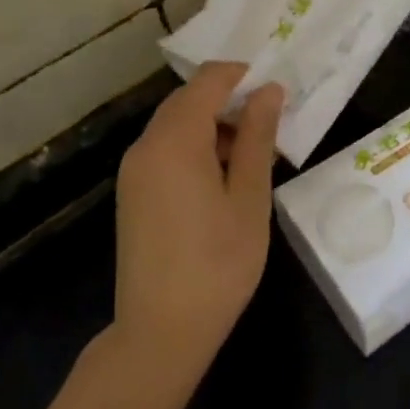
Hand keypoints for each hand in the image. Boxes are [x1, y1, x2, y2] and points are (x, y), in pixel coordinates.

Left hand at [113, 62, 283, 385]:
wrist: (160, 332)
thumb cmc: (217, 263)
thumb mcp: (249, 197)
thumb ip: (257, 137)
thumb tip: (268, 90)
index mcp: (174, 141)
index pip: (207, 81)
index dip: (242, 75)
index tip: (277, 90)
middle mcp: (146, 146)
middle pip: (188, 101)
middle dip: (230, 102)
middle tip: (271, 125)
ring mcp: (134, 171)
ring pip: (177, 126)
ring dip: (215, 126)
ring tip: (254, 157)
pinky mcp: (133, 193)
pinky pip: (166, 150)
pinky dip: (196, 148)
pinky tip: (224, 179)